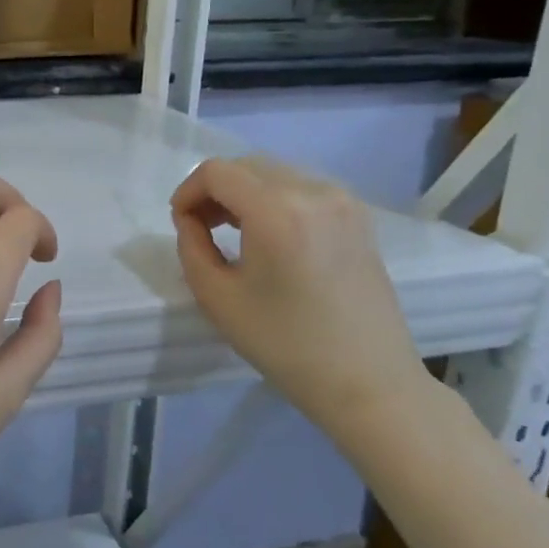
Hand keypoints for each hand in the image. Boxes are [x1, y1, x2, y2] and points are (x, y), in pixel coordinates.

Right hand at [171, 156, 431, 437]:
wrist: (367, 381)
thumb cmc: (284, 344)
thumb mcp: (217, 297)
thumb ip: (191, 246)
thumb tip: (191, 219)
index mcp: (278, 211)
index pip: (217, 172)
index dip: (188, 191)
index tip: (180, 223)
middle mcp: (314, 192)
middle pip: (246, 166)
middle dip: (214, 190)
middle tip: (200, 227)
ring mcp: (343, 201)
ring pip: (274, 174)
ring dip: (243, 192)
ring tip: (232, 231)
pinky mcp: (358, 216)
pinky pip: (302, 188)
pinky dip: (274, 199)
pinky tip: (268, 235)